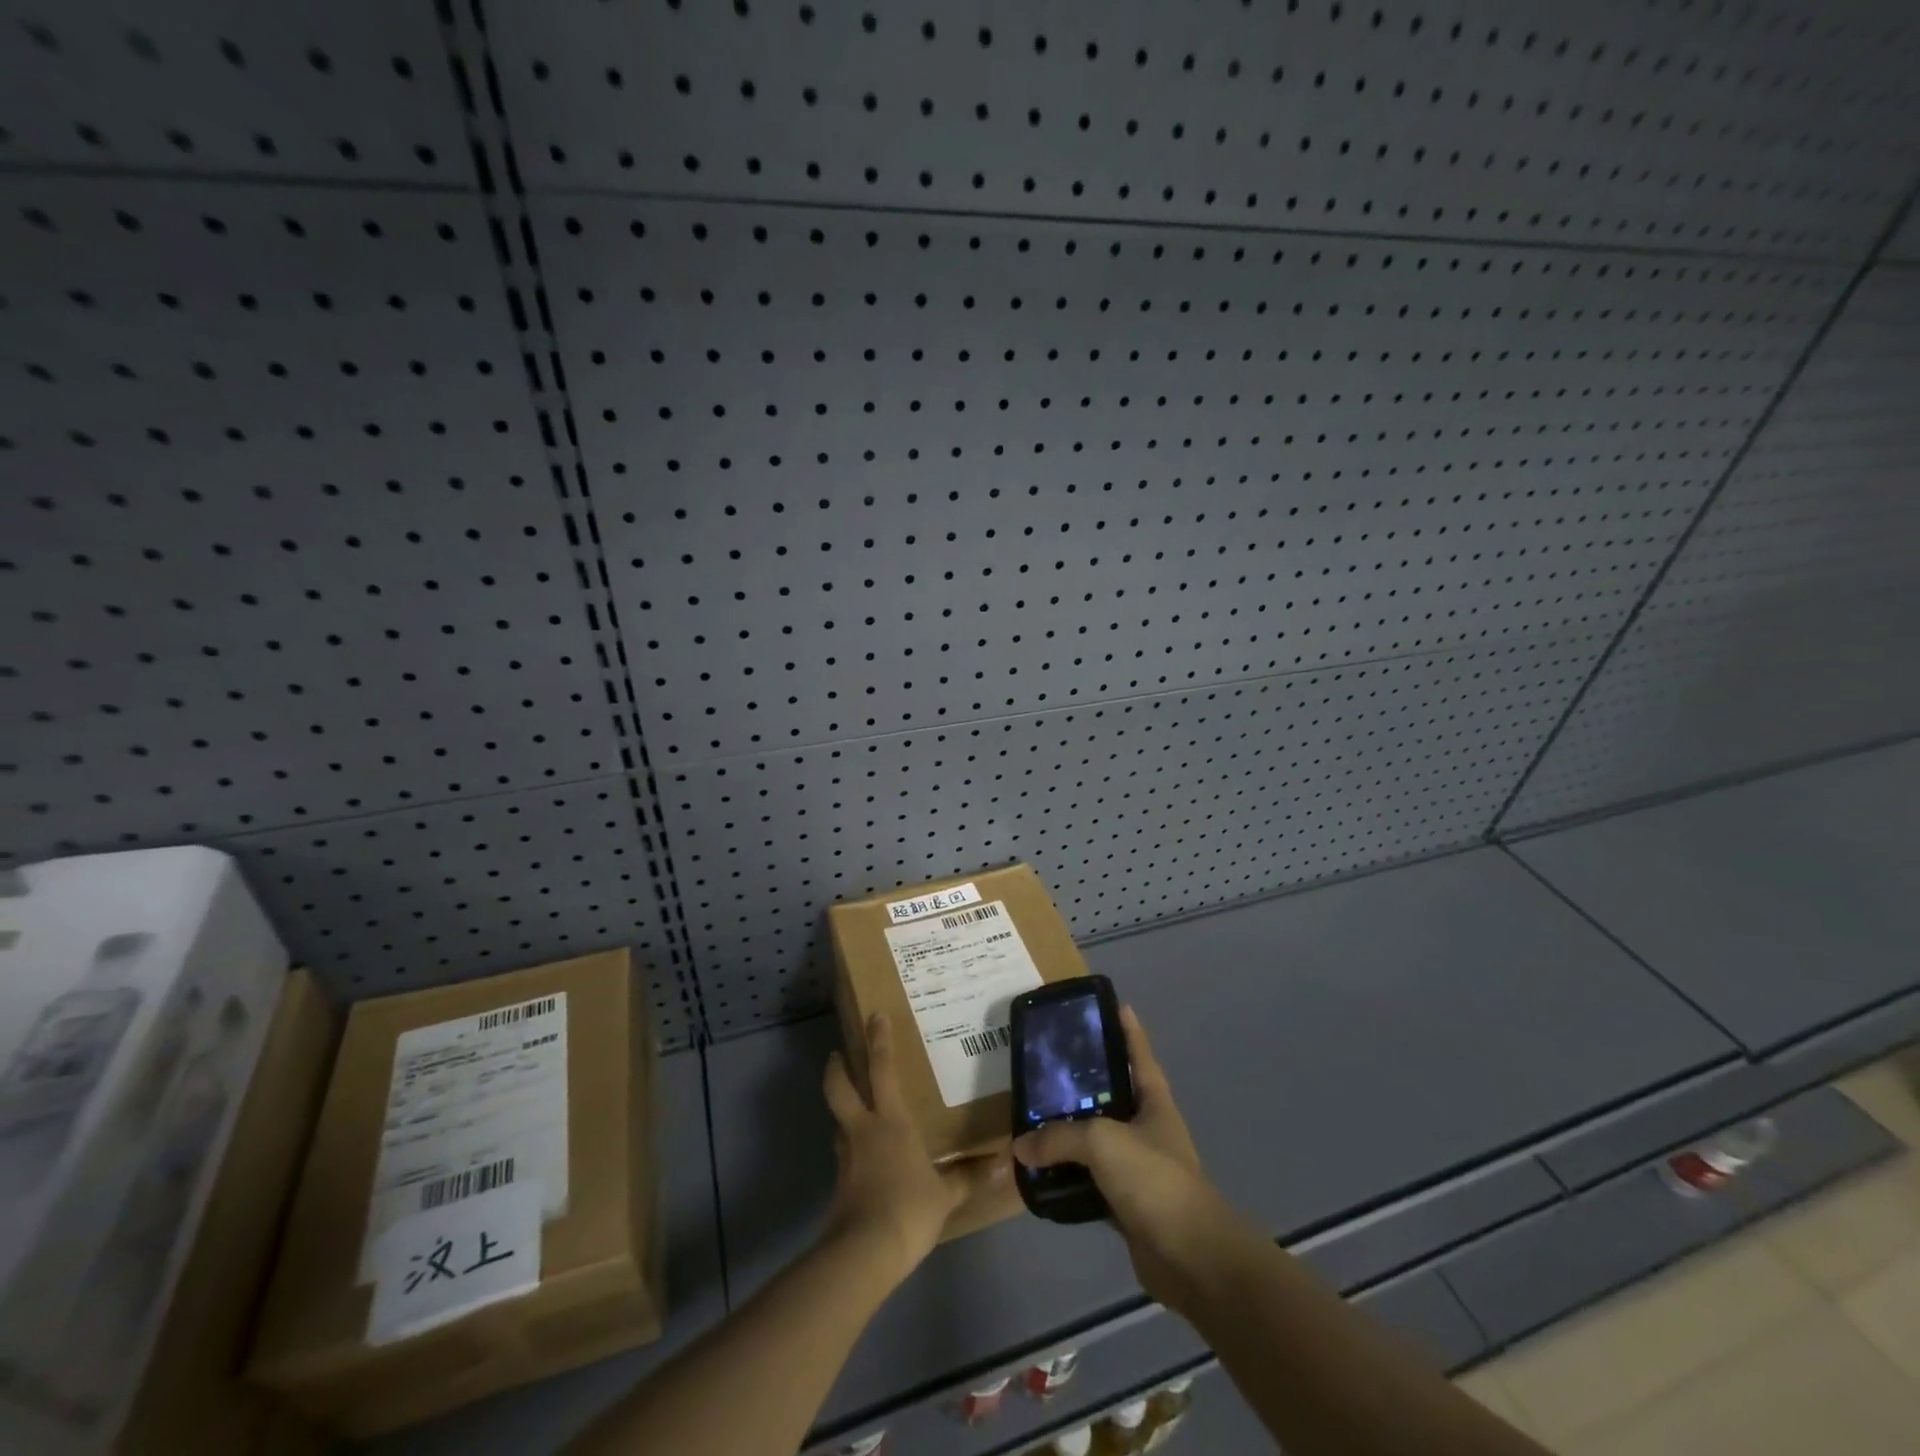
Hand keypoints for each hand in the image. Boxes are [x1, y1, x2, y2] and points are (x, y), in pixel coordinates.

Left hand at [823, 1012, 1009, 1281]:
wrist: (864, 1252)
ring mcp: (847, 1156)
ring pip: (839, 1120)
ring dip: (843, 1108)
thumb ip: (969, 1177)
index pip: (881, 1070)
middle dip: (837, 1067)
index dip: (878, 1041)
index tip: (874, 1016)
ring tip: (856, 1107)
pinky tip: (864, 1156)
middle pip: (840, 1087)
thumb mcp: (945, 1194)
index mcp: (890, 1121)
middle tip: (837, 1053)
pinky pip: (845, 1152)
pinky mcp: (840, 1183)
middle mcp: (863, 1129)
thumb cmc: (908, 1209)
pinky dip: (851, 1146)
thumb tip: (1003, 1164)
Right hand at [1012, 1006, 1223, 1306]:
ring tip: (1034, 1115)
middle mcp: (1147, 1128)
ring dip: (1071, 1132)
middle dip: (1085, 1080)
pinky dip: (1069, 1176)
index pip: (1139, 1054)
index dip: (1128, 1028)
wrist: (1190, 1257)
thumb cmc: (1154, 1179)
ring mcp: (1139, 1168)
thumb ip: (1059, 1137)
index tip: (1112, 1004)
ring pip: (1098, 1140)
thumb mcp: (1102, 1141)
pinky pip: (1091, 1180)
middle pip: (1113, 1094)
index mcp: (1153, 1101)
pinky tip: (1042, 1171)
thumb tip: (1021, 1146)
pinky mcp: (1127, 1204)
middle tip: (1047, 1064)